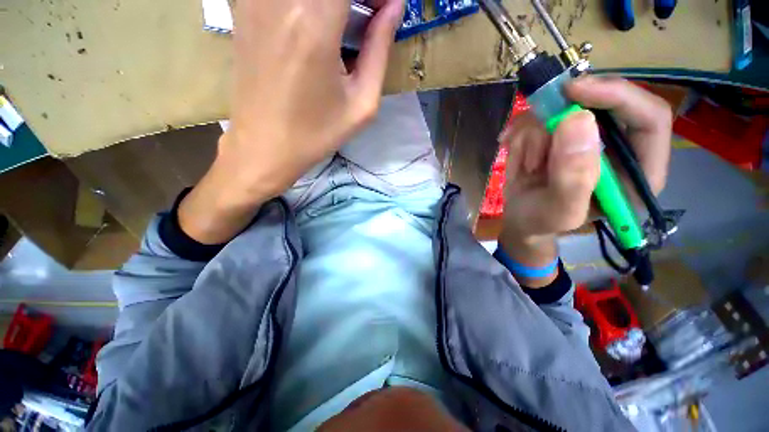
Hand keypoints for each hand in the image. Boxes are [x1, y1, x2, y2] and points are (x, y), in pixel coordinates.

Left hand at [178, 0, 403, 243]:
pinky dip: (309, 7)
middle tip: (367, 17)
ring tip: (344, 25)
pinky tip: (315, 25)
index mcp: (315, 22)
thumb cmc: (317, 134)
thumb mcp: (361, 105)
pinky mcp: (244, 9)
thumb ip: (379, 51)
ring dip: (333, 3)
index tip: (385, 9)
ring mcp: (255, 0)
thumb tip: (394, 8)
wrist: (264, 147)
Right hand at [498, 76, 671, 283]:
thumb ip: (573, 176)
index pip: (650, 117)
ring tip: (527, 165)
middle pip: (605, 100)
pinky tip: (514, 152)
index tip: (573, 93)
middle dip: (564, 111)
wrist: (520, 218)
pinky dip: (521, 131)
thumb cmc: (542, 222)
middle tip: (536, 122)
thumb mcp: (560, 211)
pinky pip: (540, 114)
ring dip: (535, 131)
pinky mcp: (560, 132)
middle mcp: (619, 144)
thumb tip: (577, 119)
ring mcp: (586, 135)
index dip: (617, 96)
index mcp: (638, 170)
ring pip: (564, 105)